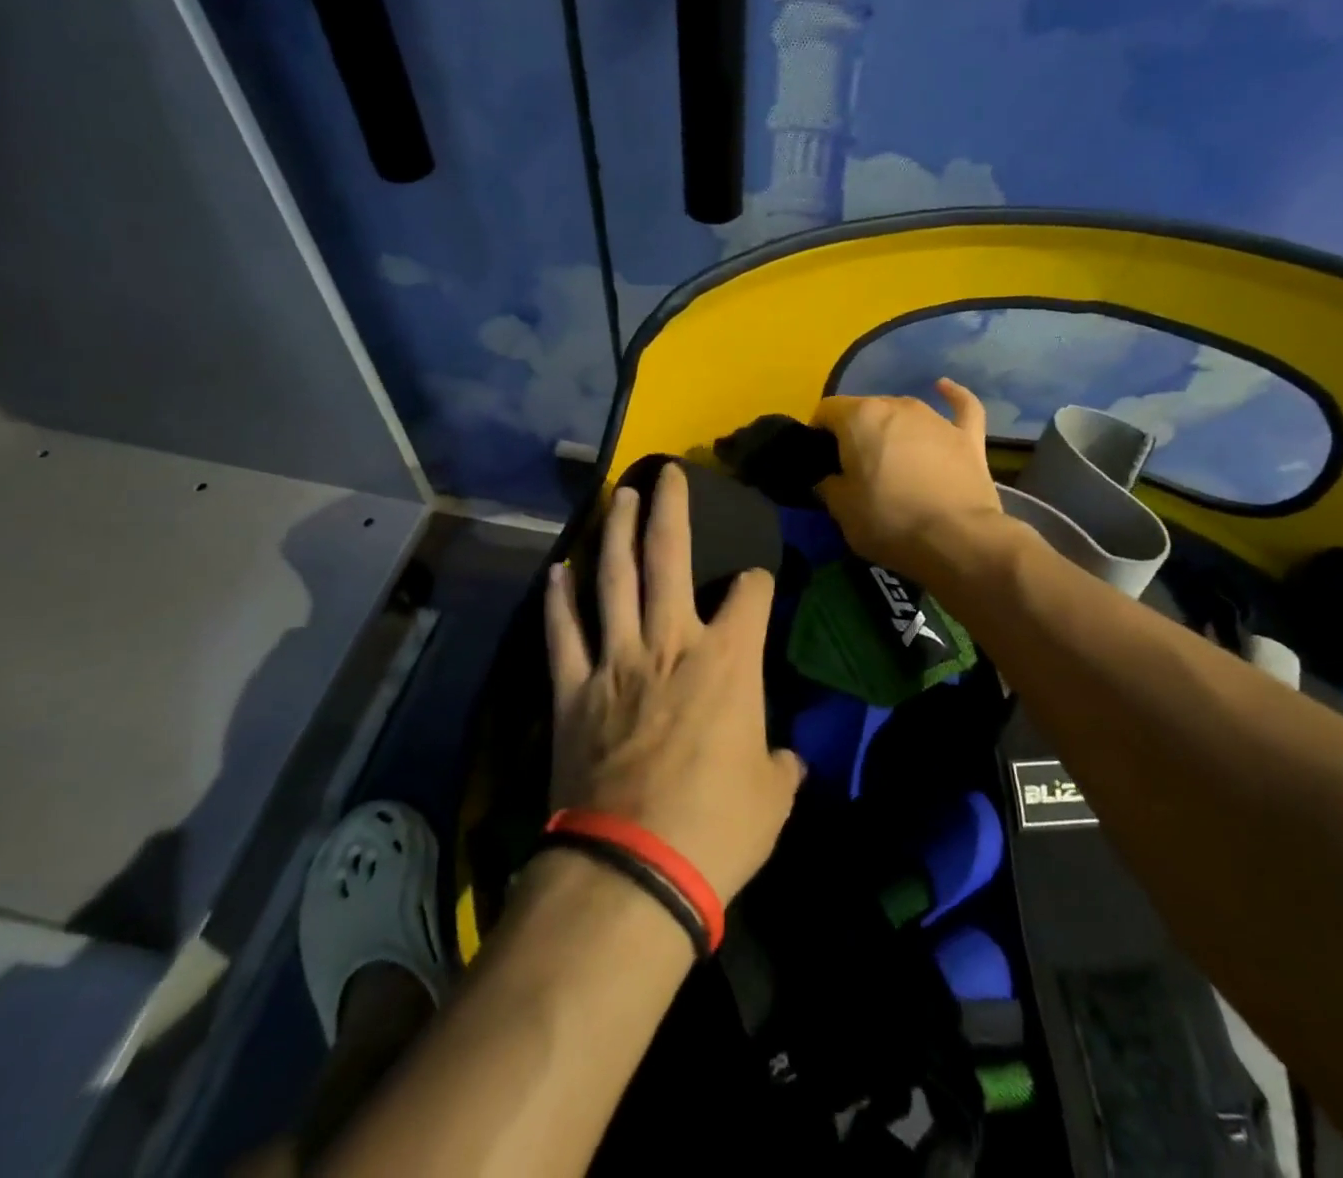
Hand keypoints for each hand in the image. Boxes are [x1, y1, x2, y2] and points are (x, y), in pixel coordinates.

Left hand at [544, 462, 803, 904]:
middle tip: (667, 473)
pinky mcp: (574, 690)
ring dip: (614, 533)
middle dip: (671, 509)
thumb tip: (784, 760)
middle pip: (670, 558)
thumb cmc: (718, 829)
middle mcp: (671, 644)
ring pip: (613, 579)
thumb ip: (779, 765)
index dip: (759, 581)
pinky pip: (563, 633)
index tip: (758, 582)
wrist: (635, 869)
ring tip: (616, 497)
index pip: (751, 596)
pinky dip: (558, 600)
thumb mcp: (772, 798)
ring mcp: (616, 661)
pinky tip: (558, 571)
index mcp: (728, 662)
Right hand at [810, 378, 1004, 579]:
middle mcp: (897, 406)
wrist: (957, 540)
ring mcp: (935, 418)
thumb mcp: (841, 510)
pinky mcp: (967, 436)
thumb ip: (828, 485)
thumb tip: (830, 478)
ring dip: (892, 429)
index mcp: (860, 417)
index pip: (827, 410)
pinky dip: (952, 397)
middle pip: (865, 409)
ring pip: (903, 412)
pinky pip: (960, 405)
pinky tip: (944, 388)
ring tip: (891, 458)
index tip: (820, 461)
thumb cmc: (889, 521)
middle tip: (854, 468)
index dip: (818, 433)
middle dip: (856, 433)